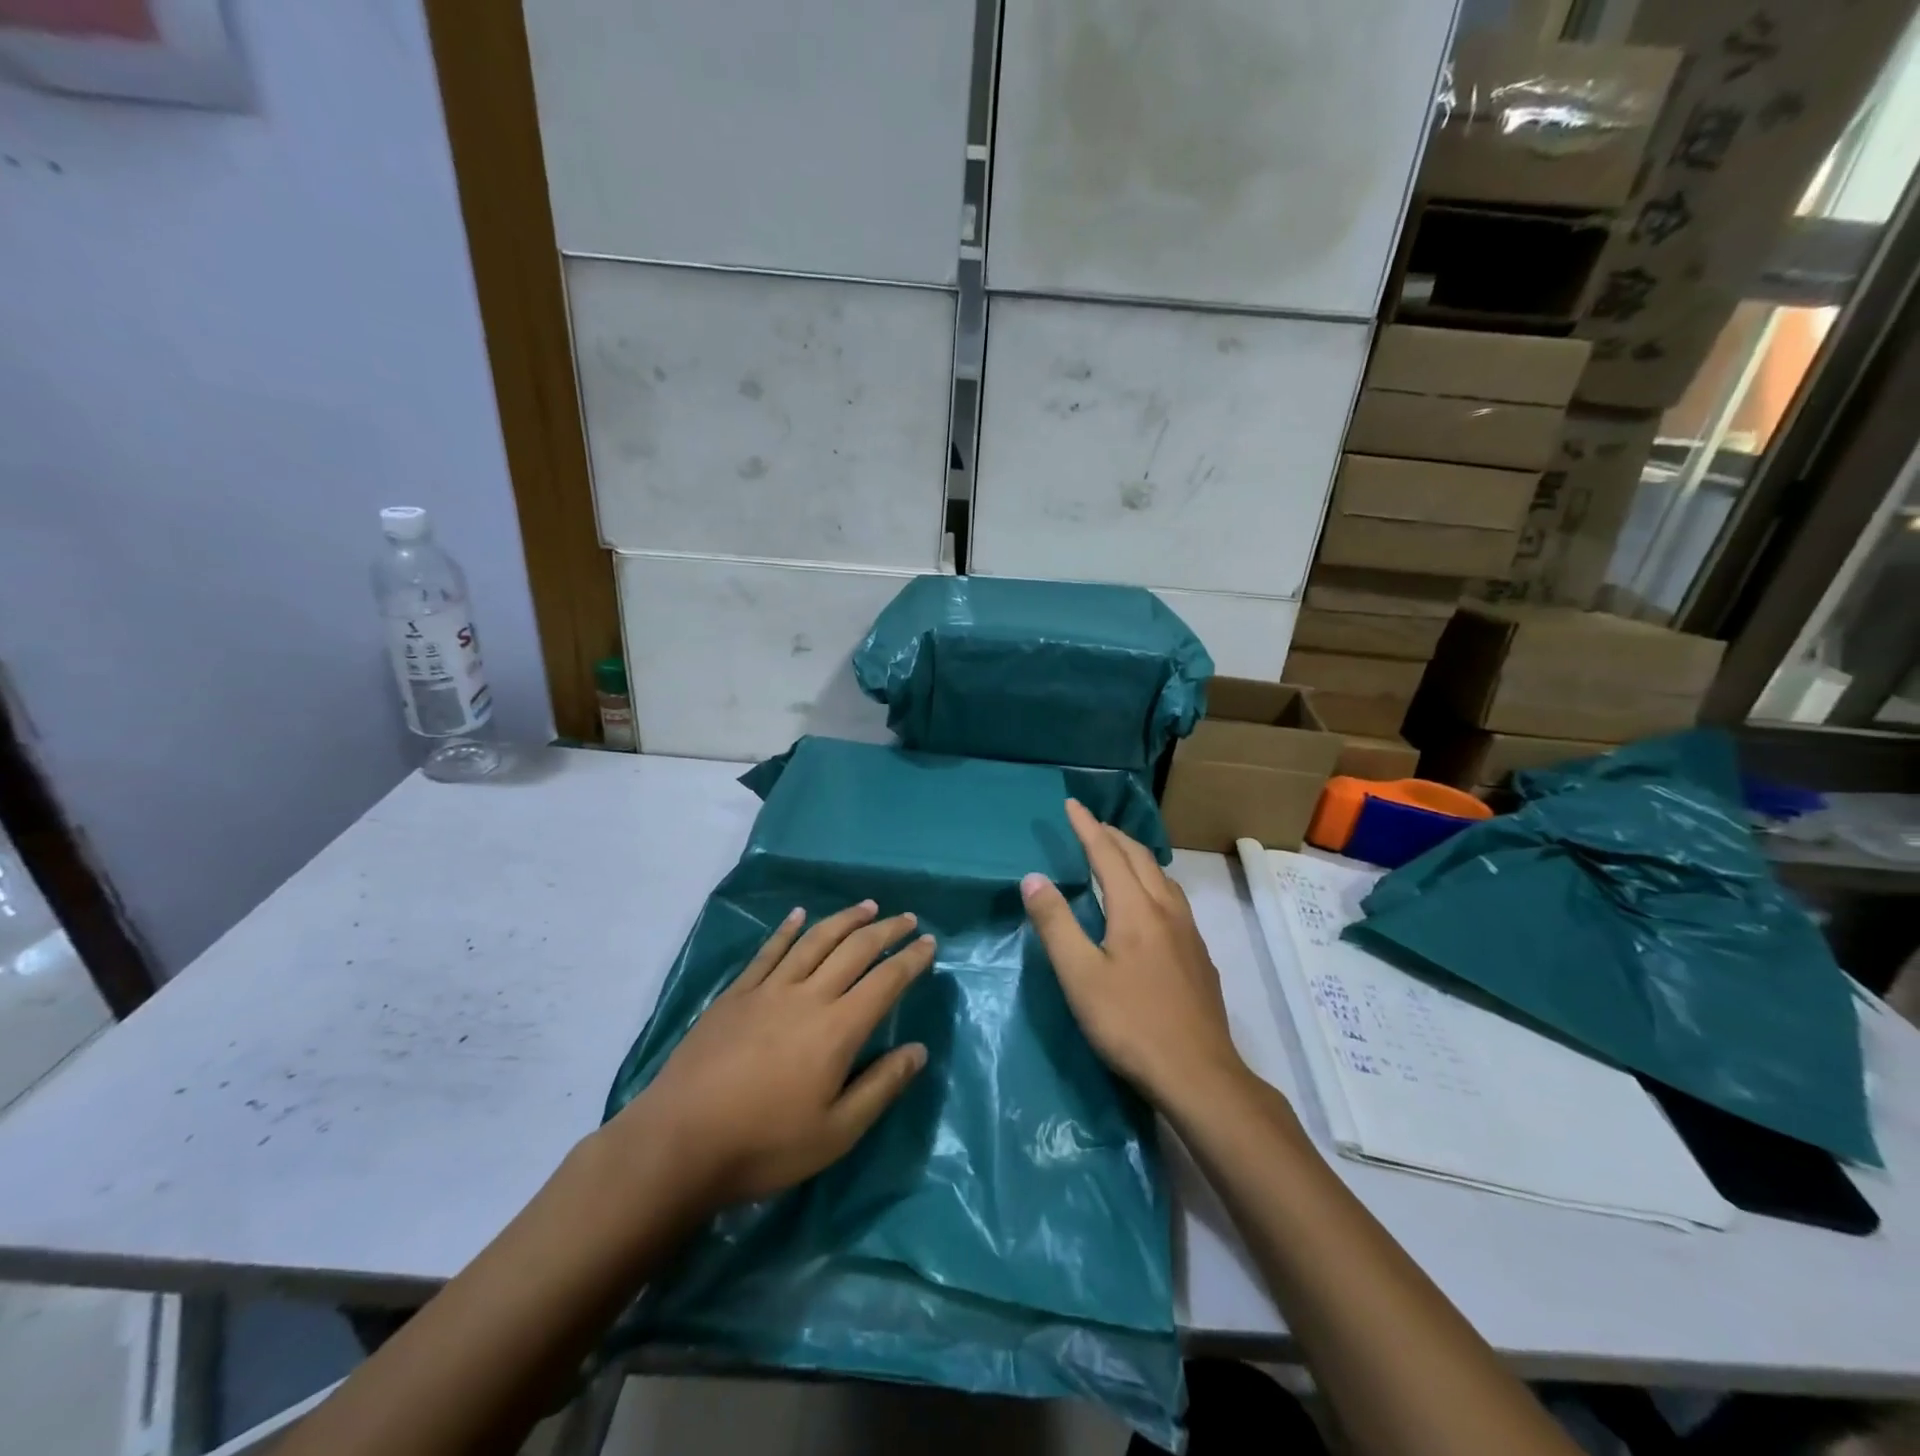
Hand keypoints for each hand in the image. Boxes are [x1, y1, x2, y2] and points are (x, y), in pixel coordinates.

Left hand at [612, 902, 934, 1208]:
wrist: (679, 1143)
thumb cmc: (764, 1145)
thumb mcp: (836, 1133)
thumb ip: (881, 1087)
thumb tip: (918, 1050)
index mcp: (837, 1028)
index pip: (885, 981)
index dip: (911, 959)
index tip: (929, 943)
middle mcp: (808, 996)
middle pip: (854, 950)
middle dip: (885, 930)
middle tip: (907, 918)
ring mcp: (768, 990)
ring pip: (815, 941)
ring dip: (844, 919)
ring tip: (867, 906)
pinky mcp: (736, 994)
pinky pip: (768, 951)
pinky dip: (788, 929)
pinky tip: (799, 915)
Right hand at [1021, 800, 1245, 1110]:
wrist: (1199, 1074)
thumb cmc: (1130, 1024)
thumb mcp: (1079, 976)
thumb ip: (1055, 924)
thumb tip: (1033, 877)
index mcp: (1135, 909)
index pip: (1107, 854)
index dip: (1087, 827)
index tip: (1072, 804)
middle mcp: (1166, 910)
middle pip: (1140, 858)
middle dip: (1113, 836)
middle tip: (1091, 824)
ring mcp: (1188, 933)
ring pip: (1162, 878)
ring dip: (1137, 857)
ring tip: (1119, 856)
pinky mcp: (1199, 956)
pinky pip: (1174, 899)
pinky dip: (1153, 882)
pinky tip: (1150, 905)